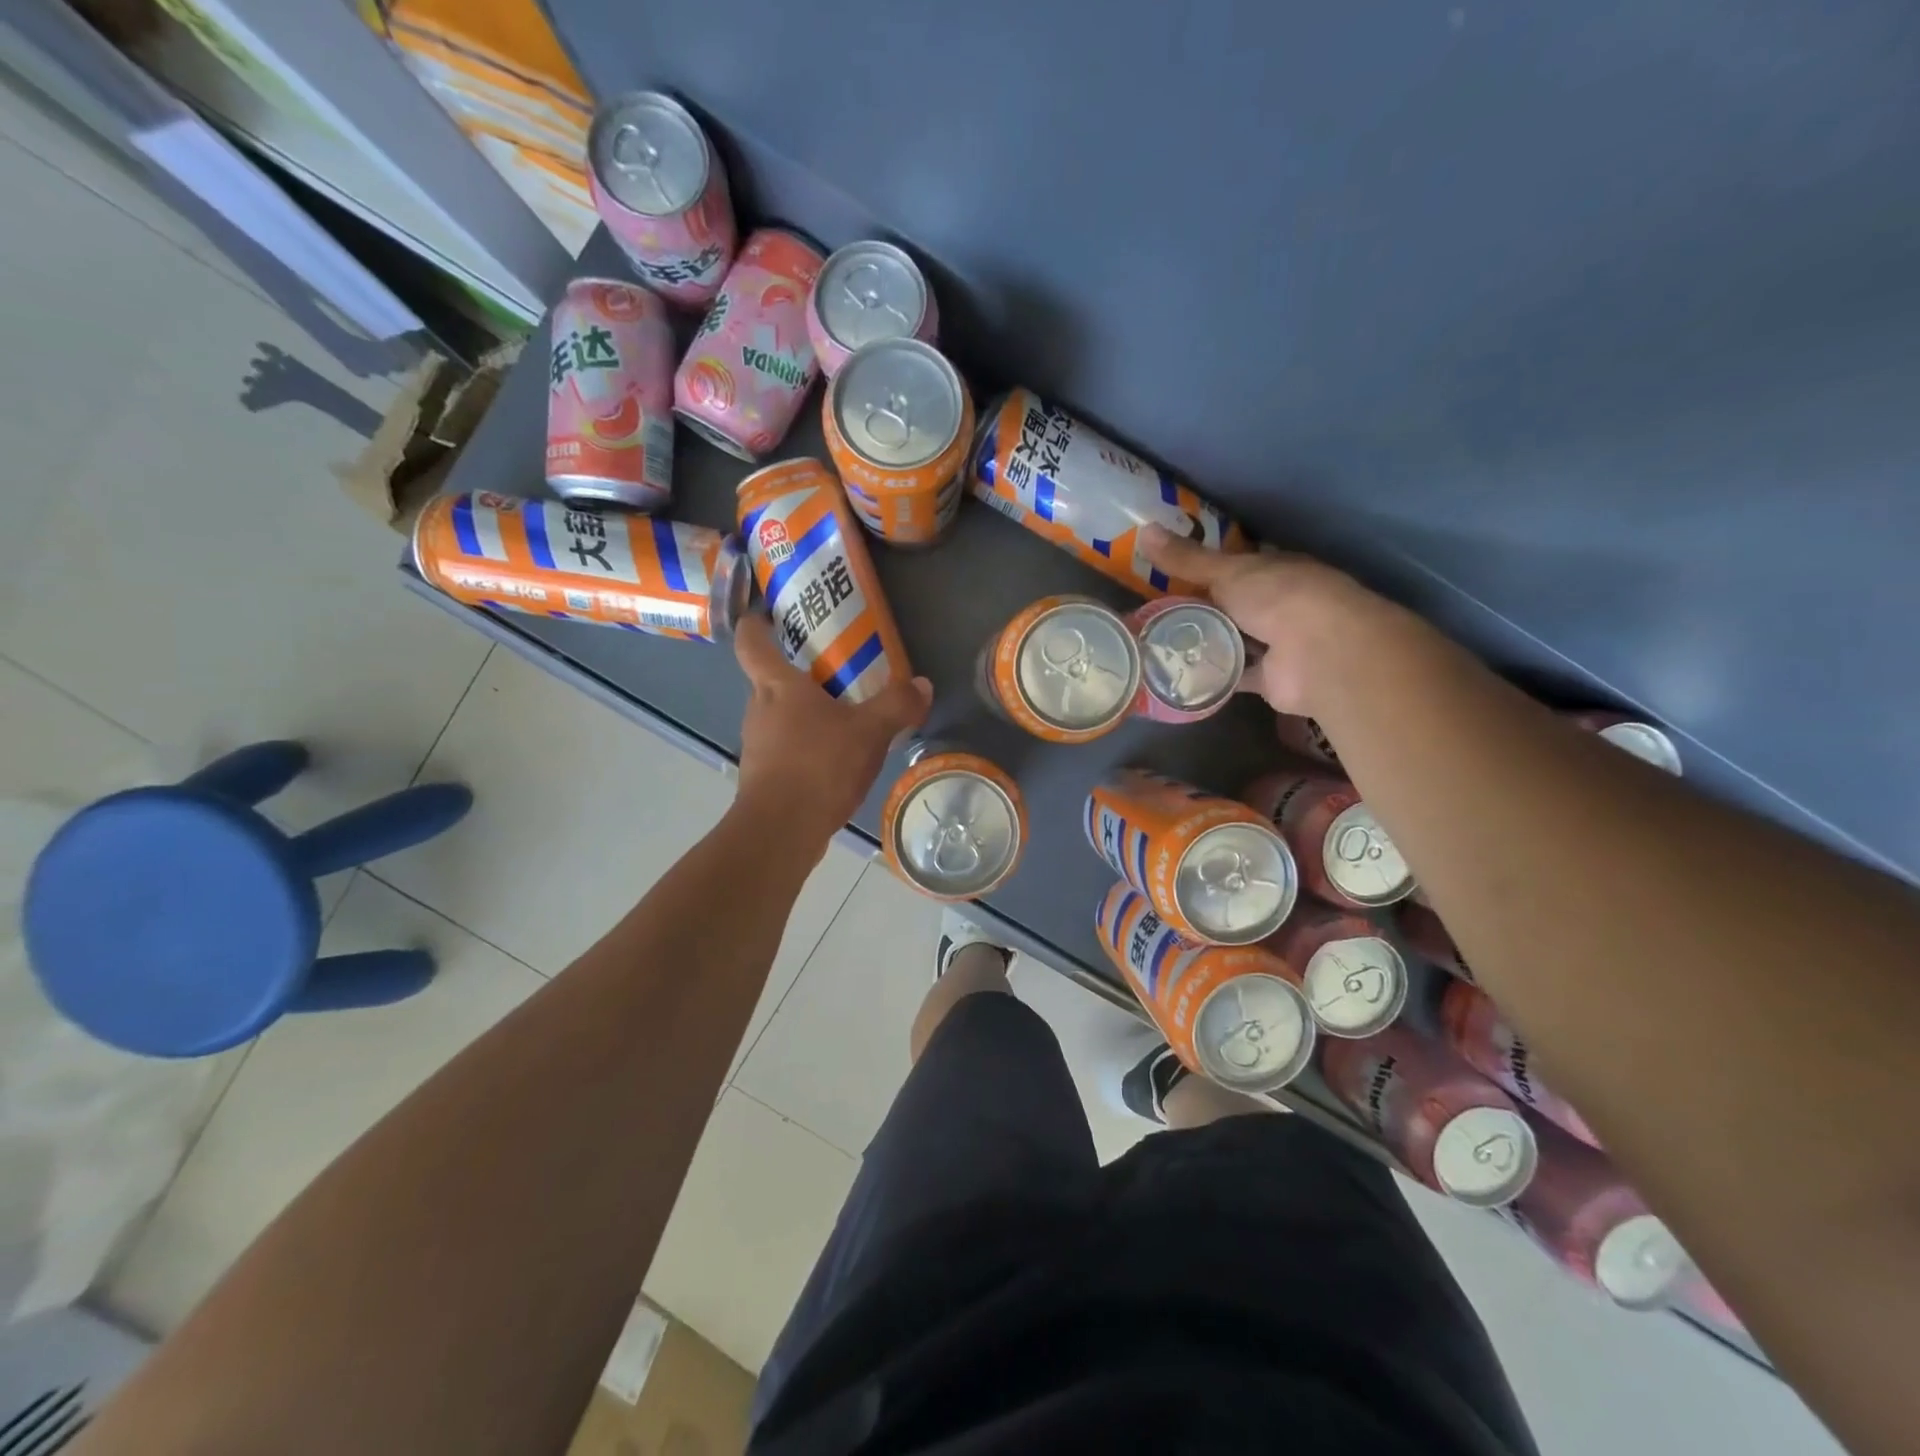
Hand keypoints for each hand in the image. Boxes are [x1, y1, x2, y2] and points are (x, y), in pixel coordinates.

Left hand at [732, 613, 932, 849]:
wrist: (781, 831)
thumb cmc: (818, 766)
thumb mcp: (869, 732)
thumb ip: (897, 705)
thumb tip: (922, 684)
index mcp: (776, 685)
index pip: (752, 640)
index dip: (758, 623)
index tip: (772, 614)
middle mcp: (758, 709)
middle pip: (770, 679)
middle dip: (800, 673)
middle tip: (836, 670)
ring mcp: (757, 744)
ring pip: (780, 716)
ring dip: (806, 713)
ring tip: (844, 717)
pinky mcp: (763, 776)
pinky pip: (785, 747)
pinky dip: (807, 746)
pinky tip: (836, 759)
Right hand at [1140, 526, 1392, 714]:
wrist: (1319, 653)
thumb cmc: (1279, 597)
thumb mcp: (1227, 572)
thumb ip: (1187, 558)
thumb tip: (1144, 530)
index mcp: (1275, 570)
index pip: (1236, 566)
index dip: (1204, 569)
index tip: (1167, 576)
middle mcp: (1279, 604)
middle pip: (1232, 605)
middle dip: (1200, 609)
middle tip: (1153, 614)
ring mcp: (1277, 643)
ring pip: (1233, 641)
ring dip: (1205, 644)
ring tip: (1158, 646)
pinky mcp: (1269, 679)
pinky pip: (1234, 676)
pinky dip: (1211, 678)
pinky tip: (1179, 678)